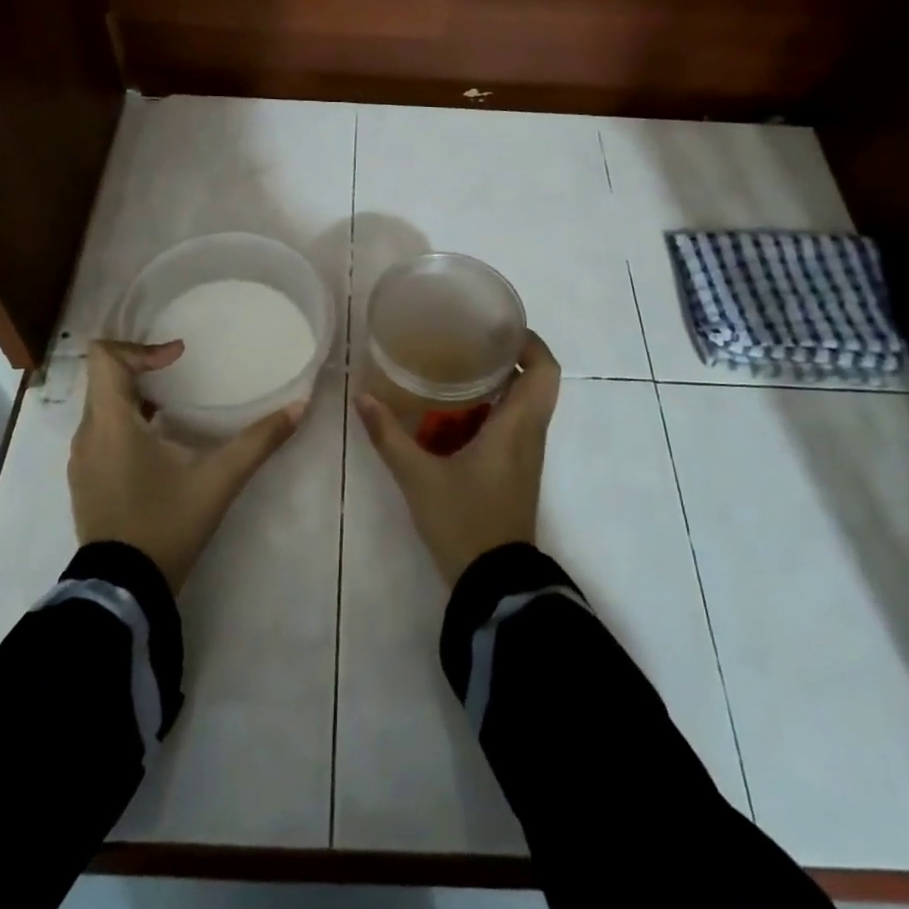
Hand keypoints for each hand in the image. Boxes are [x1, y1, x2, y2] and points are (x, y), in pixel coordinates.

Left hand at [69, 340, 304, 591]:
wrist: (123, 589)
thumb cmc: (167, 524)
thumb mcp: (219, 481)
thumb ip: (259, 441)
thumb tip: (299, 406)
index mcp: (111, 423)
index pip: (104, 357)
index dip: (141, 347)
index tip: (178, 358)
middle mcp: (88, 434)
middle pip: (103, 378)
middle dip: (142, 368)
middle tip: (182, 374)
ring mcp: (81, 460)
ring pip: (101, 406)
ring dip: (135, 396)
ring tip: (174, 407)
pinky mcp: (85, 480)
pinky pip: (101, 432)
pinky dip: (126, 422)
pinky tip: (160, 446)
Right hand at [355, 332, 561, 585]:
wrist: (493, 582)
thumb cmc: (463, 521)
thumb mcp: (418, 477)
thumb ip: (389, 436)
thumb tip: (362, 397)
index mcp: (517, 427)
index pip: (545, 371)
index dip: (531, 342)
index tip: (500, 326)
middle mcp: (529, 435)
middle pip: (537, 382)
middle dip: (509, 357)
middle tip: (470, 340)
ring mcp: (526, 455)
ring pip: (525, 404)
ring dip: (501, 383)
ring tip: (459, 366)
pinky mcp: (516, 471)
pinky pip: (514, 425)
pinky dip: (493, 409)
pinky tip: (455, 412)